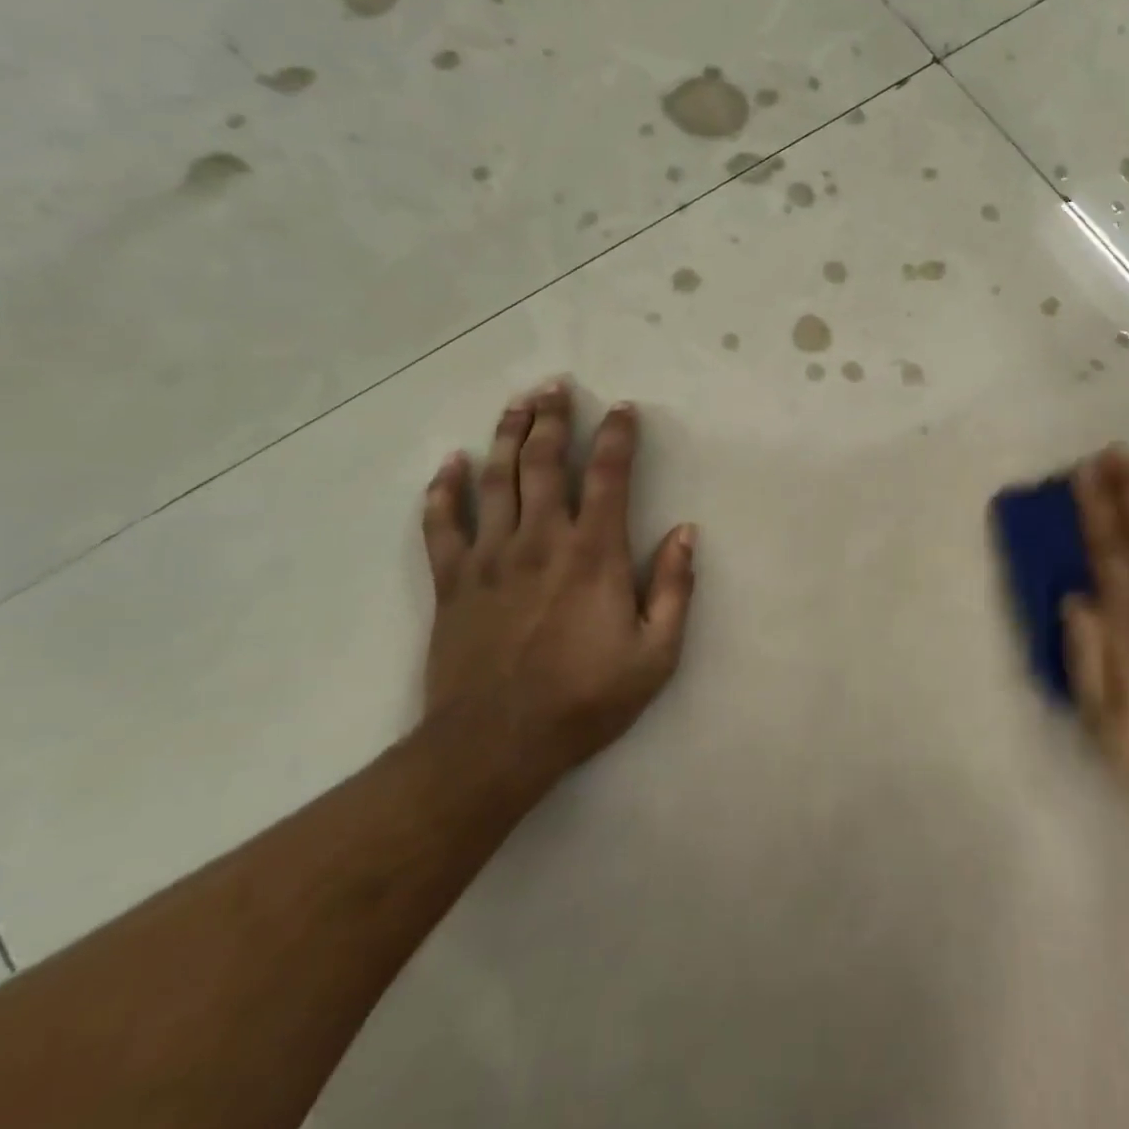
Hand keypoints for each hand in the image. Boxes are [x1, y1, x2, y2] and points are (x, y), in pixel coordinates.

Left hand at [420, 380, 696, 782]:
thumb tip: (686, 532)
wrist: (495, 744)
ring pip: (496, 479)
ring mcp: (490, 556)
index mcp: (594, 553)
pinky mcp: (452, 581)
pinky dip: (443, 489)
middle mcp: (541, 539)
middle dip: (553, 418)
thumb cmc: (585, 699)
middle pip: (545, 461)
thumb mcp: (656, 654)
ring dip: (507, 435)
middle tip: (556, 384)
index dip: (618, 436)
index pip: (609, 476)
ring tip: (517, 402)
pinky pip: (442, 523)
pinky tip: (449, 463)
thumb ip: (675, 588)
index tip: (623, 408)